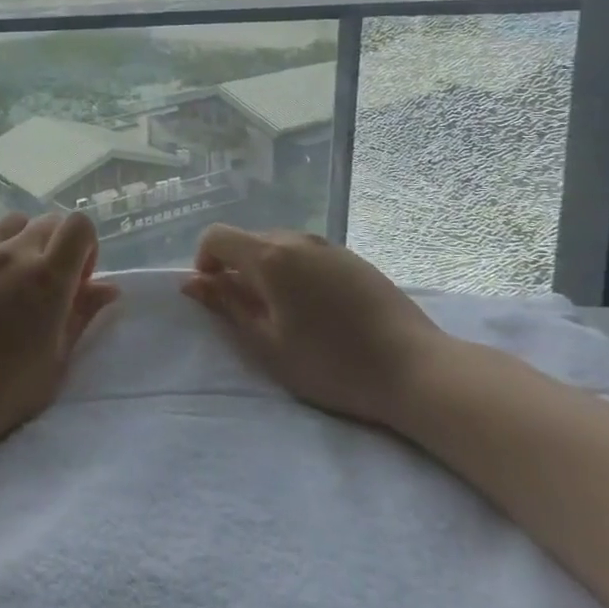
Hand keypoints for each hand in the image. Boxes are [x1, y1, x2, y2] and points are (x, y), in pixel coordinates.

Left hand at [0, 212, 119, 452]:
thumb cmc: (7, 388)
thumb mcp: (57, 358)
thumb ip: (83, 314)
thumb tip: (109, 287)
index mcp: (49, 276)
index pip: (79, 225)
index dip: (86, 247)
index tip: (78, 280)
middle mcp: (14, 253)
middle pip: (47, 221)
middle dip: (57, 246)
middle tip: (47, 286)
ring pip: (9, 223)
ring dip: (20, 241)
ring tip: (12, 277)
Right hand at [182, 225, 448, 427]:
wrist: (417, 370)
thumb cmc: (331, 364)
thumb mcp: (267, 343)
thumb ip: (226, 305)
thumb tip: (191, 281)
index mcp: (270, 256)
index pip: (216, 236)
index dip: (204, 261)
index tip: (215, 296)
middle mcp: (297, 239)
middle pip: (248, 240)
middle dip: (236, 269)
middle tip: (249, 314)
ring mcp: (330, 246)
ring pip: (279, 246)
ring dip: (267, 271)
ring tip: (285, 315)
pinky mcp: (354, 259)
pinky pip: (308, 255)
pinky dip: (296, 273)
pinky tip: (318, 312)